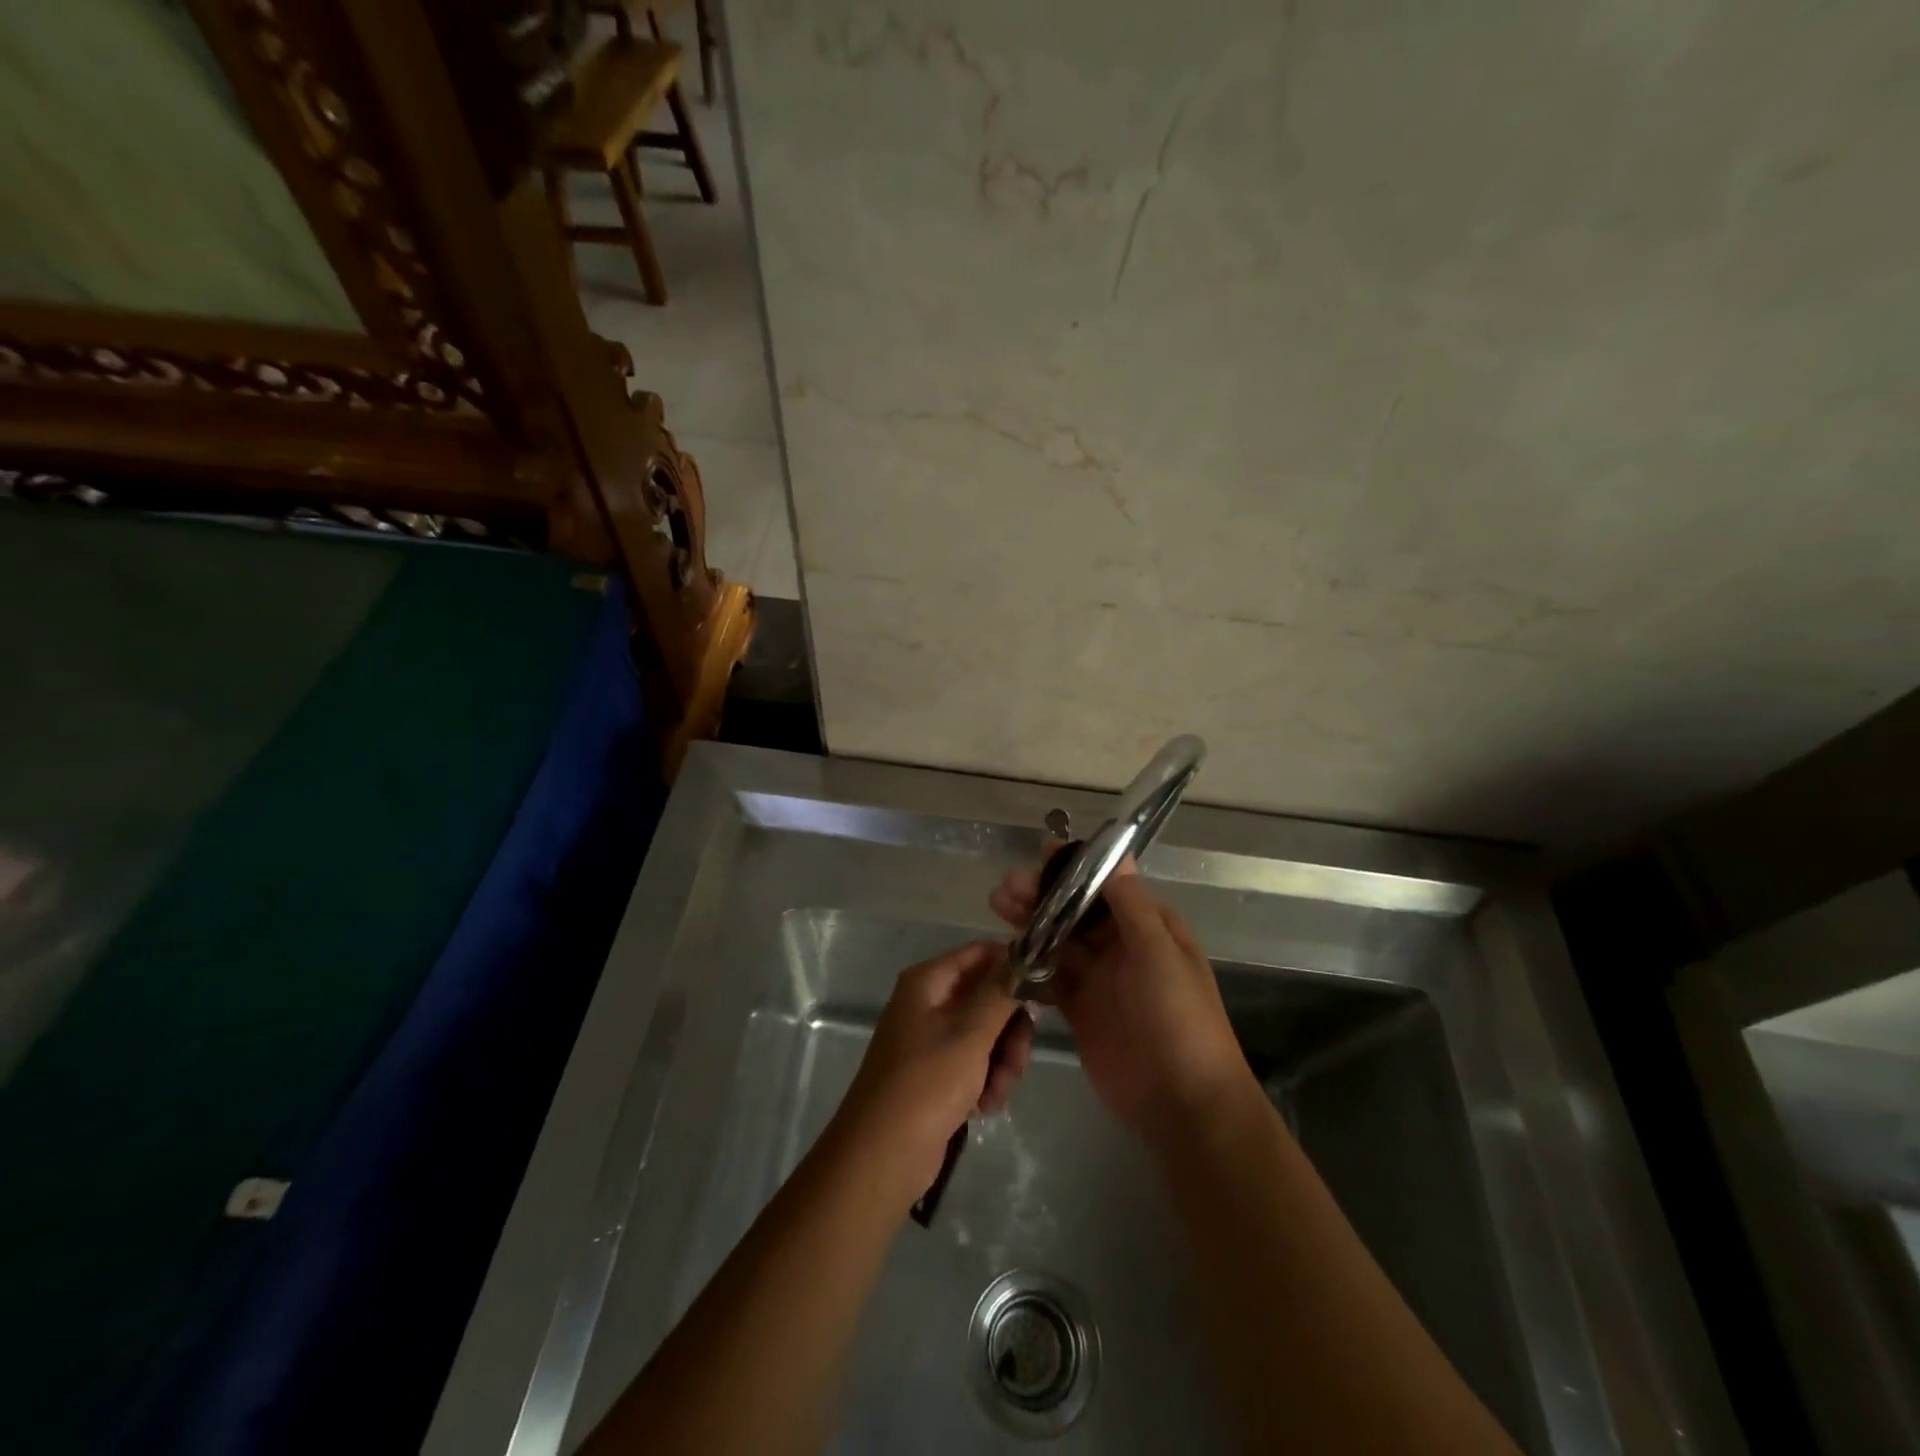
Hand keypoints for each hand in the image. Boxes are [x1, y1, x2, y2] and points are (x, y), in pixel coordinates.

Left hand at [828, 941, 1034, 1206]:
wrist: (882, 1157)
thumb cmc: (926, 1084)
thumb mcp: (970, 1034)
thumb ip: (1001, 993)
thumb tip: (1024, 955)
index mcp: (928, 982)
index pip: (980, 954)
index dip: (1013, 966)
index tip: (1046, 990)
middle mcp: (929, 1002)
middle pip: (989, 996)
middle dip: (1010, 1029)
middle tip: (1018, 1057)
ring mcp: (933, 1039)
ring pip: (988, 1033)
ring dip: (1002, 1061)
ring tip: (998, 1092)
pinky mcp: (938, 1073)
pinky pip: (976, 1062)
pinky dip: (987, 1080)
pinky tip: (985, 1106)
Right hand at [990, 855, 1250, 1142]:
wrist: (1182, 1102)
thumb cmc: (1178, 1017)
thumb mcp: (1158, 952)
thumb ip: (1130, 903)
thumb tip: (1117, 851)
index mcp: (1148, 927)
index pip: (1106, 886)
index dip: (1074, 870)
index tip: (1041, 855)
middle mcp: (1122, 947)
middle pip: (1075, 912)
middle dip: (1042, 896)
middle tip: (1005, 887)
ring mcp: (1099, 979)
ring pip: (1058, 941)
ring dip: (1030, 923)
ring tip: (997, 907)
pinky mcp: (1079, 1010)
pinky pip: (1050, 977)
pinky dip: (1029, 964)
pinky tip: (1004, 953)